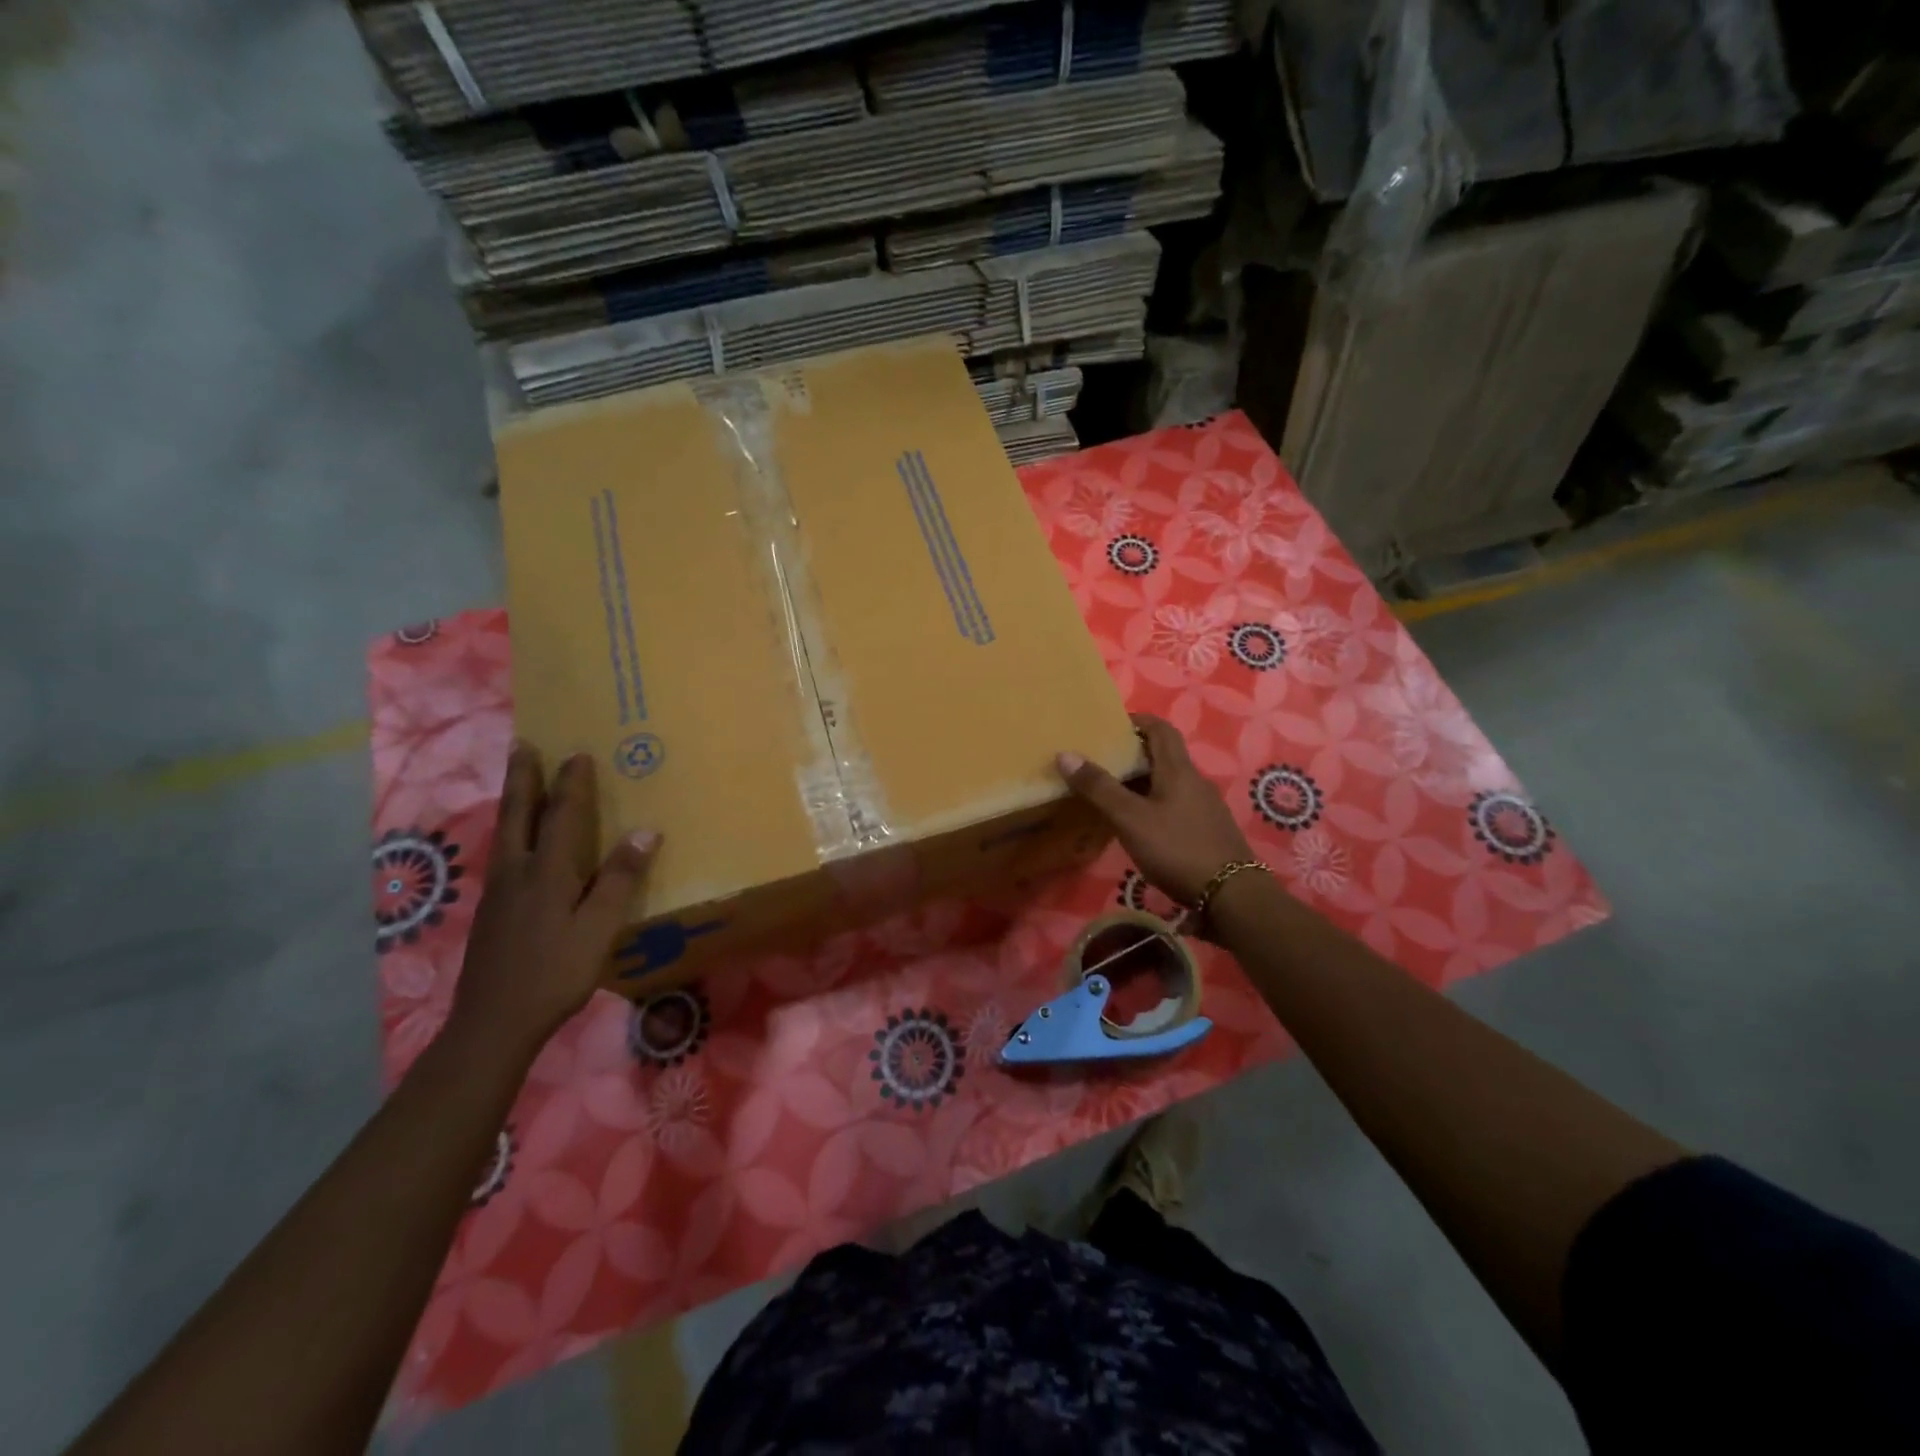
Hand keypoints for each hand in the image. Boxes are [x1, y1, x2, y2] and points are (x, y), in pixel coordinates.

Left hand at [446, 744, 660, 1064]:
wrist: (492, 1023)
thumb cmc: (554, 973)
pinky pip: (503, 853)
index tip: (578, 753)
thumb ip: (619, 879)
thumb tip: (645, 831)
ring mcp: (498, 891)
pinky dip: (510, 829)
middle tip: (523, 745)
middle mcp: (516, 871)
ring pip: (504, 832)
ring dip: (513, 800)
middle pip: (518, 814)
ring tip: (518, 780)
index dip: (571, 784)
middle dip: (523, 778)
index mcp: (547, 872)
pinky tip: (514, 841)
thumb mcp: (598, 929)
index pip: (562, 816)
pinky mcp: (490, 911)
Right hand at [1057, 713, 1253, 906]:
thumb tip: (1066, 754)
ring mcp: (1204, 807)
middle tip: (1100, 761)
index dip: (1136, 721)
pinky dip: (1153, 804)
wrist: (1231, 896)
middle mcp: (1195, 781)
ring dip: (1141, 781)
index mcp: (1178, 770)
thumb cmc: (1177, 849)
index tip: (1109, 726)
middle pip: (1163, 755)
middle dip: (1133, 753)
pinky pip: (1175, 805)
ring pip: (1168, 782)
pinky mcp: (1207, 831)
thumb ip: (1099, 787)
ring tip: (1111, 793)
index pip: (1160, 728)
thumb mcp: (1130, 818)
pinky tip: (1138, 824)